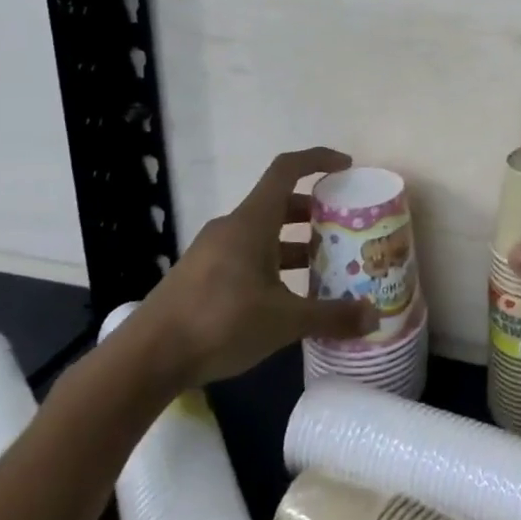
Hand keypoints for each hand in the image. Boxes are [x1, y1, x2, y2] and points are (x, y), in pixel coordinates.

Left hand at [128, 148, 377, 386]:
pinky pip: (245, 255)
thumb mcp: (284, 321)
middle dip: (313, 212)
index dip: (318, 160)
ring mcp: (212, 252)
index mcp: (251, 222)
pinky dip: (272, 264)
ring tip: (322, 266)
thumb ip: (331, 316)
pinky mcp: (201, 276)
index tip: (346, 167)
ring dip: (293, 243)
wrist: (146, 359)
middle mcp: (232, 228)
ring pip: (262, 233)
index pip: (287, 170)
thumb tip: (374, 317)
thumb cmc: (219, 323)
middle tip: (342, 229)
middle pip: (278, 203)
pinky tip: (286, 297)